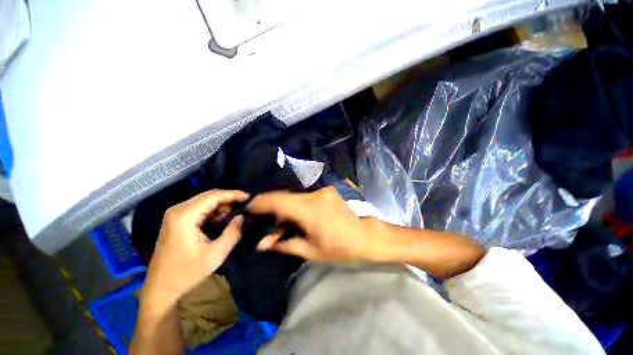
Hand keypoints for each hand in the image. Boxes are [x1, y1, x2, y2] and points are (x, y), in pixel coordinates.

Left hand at [142, 190, 248, 306]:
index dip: (233, 194)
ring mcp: (175, 214)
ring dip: (221, 205)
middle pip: (208, 195)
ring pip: (204, 200)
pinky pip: (199, 208)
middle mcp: (178, 210)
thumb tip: (242, 216)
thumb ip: (233, 232)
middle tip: (245, 204)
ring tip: (236, 213)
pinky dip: (213, 211)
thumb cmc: (187, 272)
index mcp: (185, 216)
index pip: (214, 196)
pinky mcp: (175, 220)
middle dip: (229, 198)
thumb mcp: (216, 254)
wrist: (160, 288)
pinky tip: (222, 219)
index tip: (249, 197)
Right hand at [247, 186, 381, 261]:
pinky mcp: (327, 192)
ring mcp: (323, 192)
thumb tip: (262, 244)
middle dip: (271, 206)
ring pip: (295, 197)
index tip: (248, 207)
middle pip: (285, 197)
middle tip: (262, 218)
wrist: (366, 238)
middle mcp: (315, 196)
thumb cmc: (340, 249)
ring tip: (279, 222)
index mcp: (311, 211)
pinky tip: (295, 216)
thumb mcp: (310, 251)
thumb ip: (284, 244)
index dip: (261, 202)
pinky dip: (296, 205)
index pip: (279, 201)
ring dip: (284, 208)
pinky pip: (305, 197)